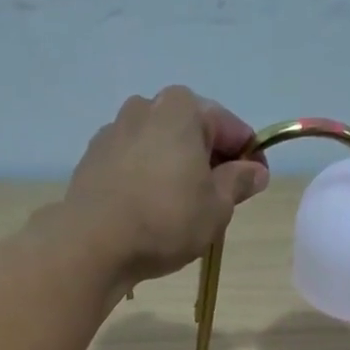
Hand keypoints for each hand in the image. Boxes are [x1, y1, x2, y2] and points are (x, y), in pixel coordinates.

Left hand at [60, 87, 270, 283]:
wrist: (93, 243)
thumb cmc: (166, 220)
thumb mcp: (217, 206)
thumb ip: (238, 182)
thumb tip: (255, 170)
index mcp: (182, 108)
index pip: (230, 128)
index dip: (249, 156)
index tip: (256, 183)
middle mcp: (146, 106)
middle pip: (192, 132)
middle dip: (210, 160)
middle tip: (221, 199)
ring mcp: (114, 130)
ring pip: (161, 147)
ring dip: (177, 170)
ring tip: (184, 208)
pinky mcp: (94, 158)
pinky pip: (134, 164)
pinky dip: (149, 179)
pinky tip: (152, 210)